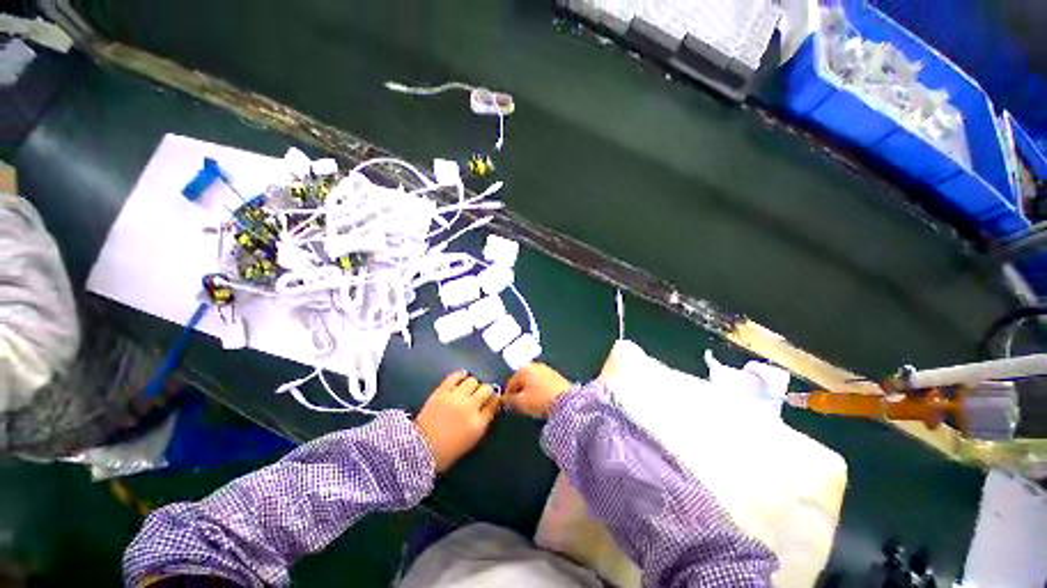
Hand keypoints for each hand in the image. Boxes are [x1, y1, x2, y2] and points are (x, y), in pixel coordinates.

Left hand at [415, 371, 499, 472]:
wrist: (418, 450)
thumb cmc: (446, 451)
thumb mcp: (471, 441)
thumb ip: (482, 422)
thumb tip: (489, 408)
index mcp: (478, 424)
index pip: (494, 404)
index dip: (495, 400)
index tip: (493, 399)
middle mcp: (470, 407)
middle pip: (486, 389)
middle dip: (486, 391)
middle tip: (481, 394)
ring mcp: (456, 397)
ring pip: (473, 381)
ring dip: (474, 384)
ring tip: (469, 388)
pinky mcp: (442, 391)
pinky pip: (456, 376)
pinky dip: (461, 375)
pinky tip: (462, 376)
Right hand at [504, 363, 571, 417]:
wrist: (566, 401)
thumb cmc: (539, 400)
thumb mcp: (520, 403)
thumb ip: (509, 400)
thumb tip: (504, 399)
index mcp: (523, 369)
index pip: (510, 383)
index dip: (508, 396)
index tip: (509, 407)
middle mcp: (534, 365)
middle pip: (522, 380)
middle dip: (520, 392)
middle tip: (521, 405)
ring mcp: (546, 369)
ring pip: (533, 381)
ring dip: (530, 391)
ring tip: (532, 404)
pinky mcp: (556, 375)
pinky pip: (543, 383)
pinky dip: (540, 390)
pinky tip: (543, 400)